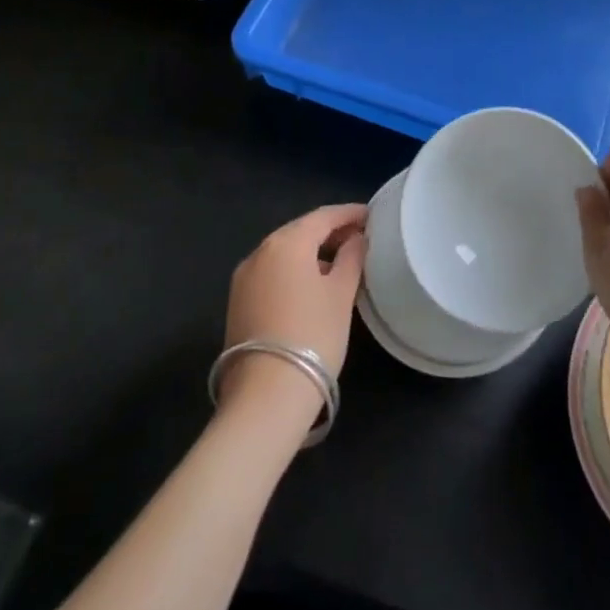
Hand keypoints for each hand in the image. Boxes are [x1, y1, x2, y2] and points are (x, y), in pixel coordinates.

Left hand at [220, 204, 368, 419]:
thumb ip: (352, 257)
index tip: (372, 215)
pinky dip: (294, 269)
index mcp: (286, 242)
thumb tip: (356, 238)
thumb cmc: (313, 334)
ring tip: (341, 261)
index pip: (323, 216)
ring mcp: (244, 278)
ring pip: (284, 252)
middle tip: (359, 237)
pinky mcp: (238, 303)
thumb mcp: (342, 293)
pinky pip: (272, 272)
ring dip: (311, 251)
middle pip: (300, 231)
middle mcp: (260, 252)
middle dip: (330, 231)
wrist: (265, 395)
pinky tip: (313, 284)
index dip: (349, 213)